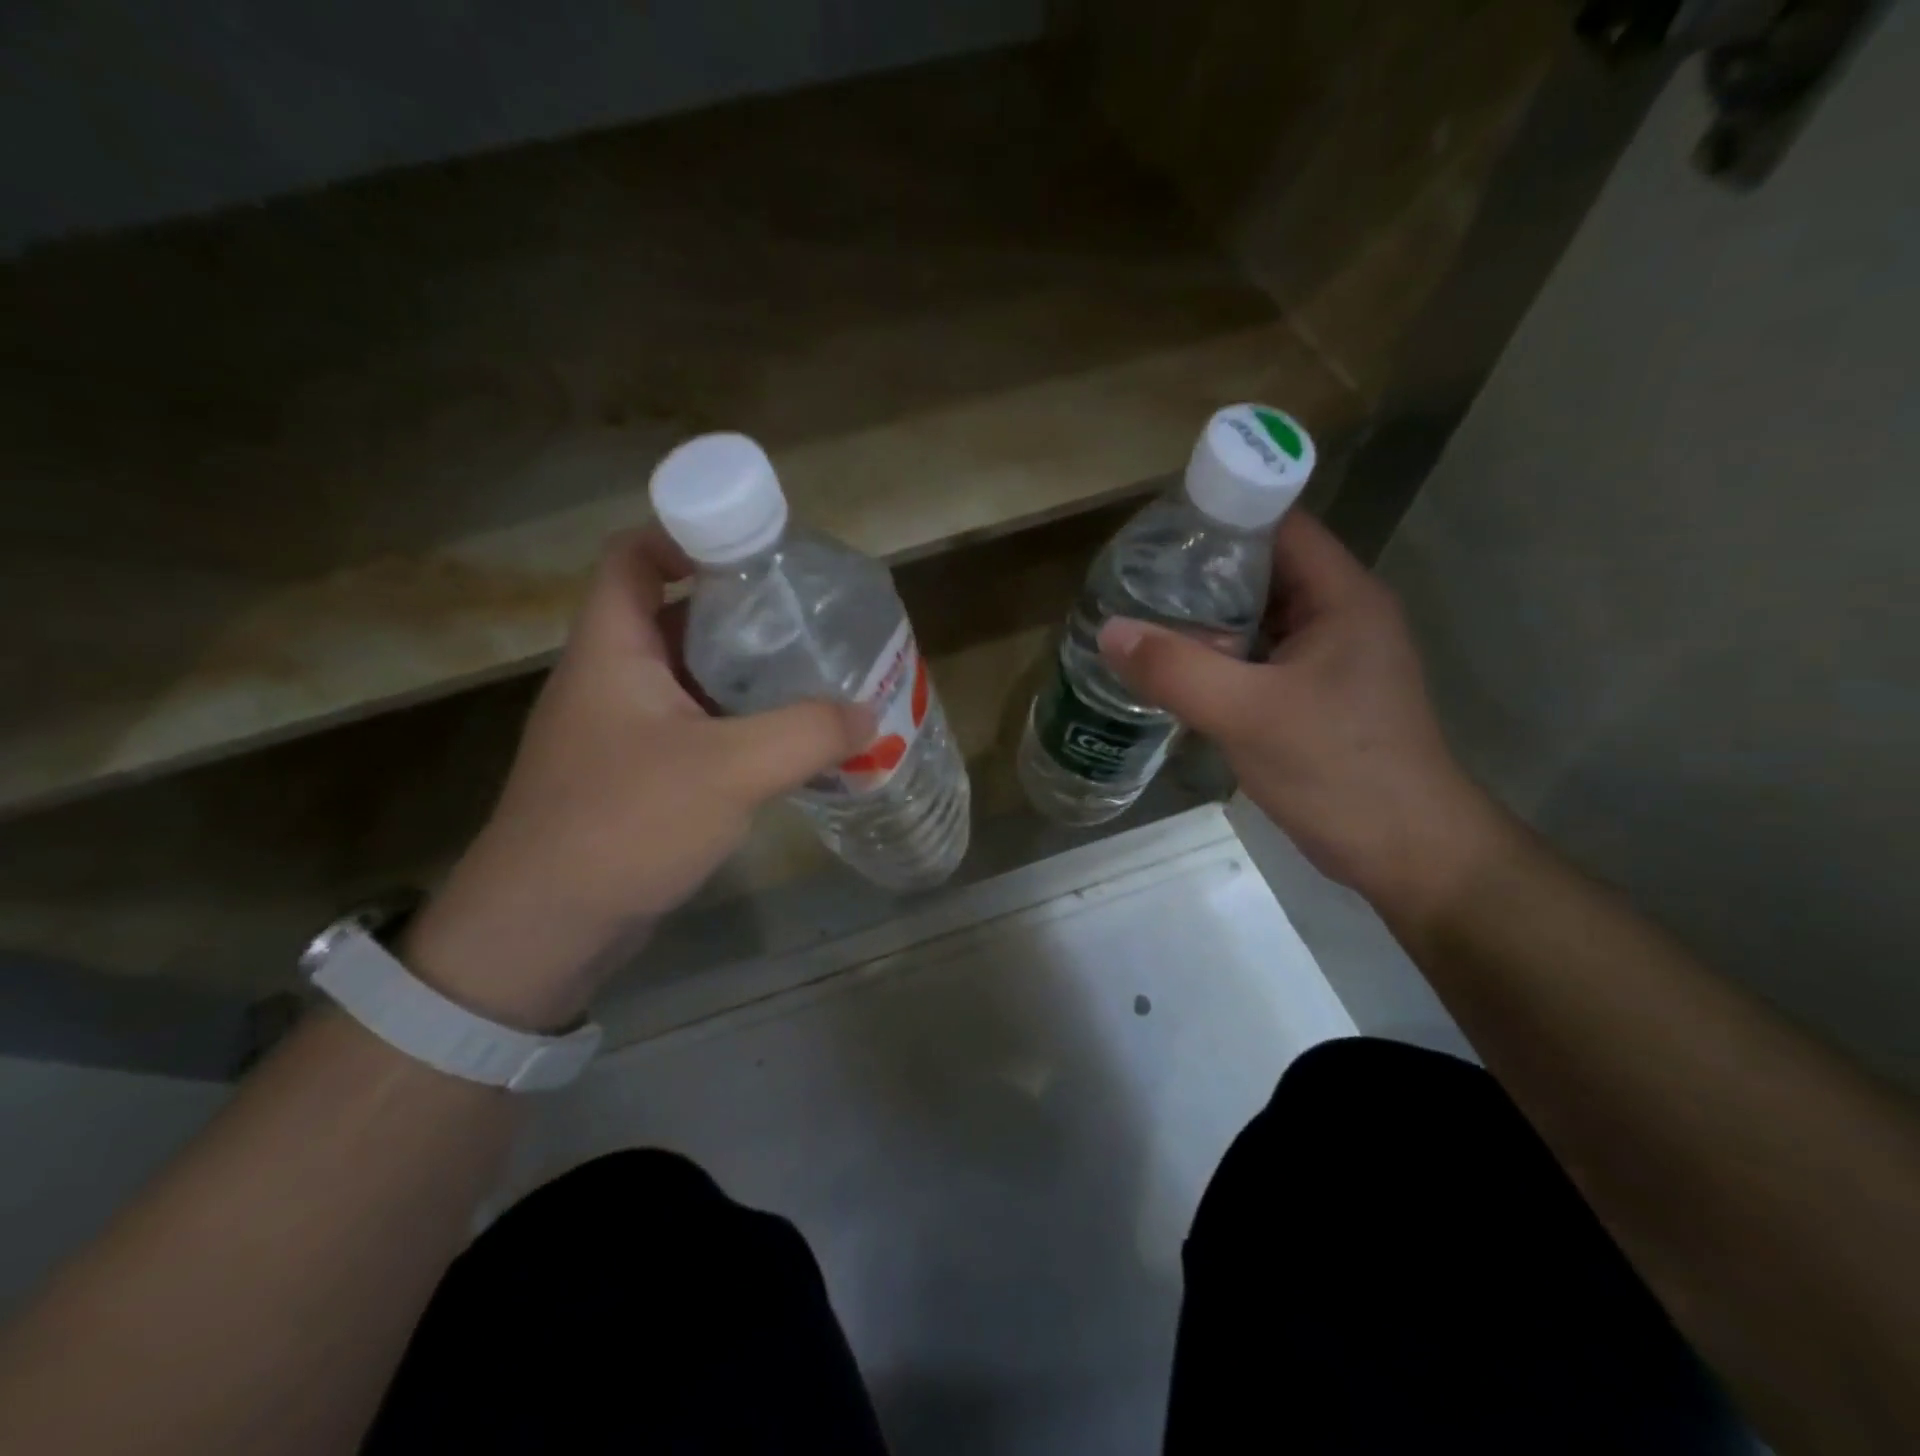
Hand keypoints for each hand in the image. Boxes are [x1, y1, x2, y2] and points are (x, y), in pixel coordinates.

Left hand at [402, 530, 869, 1029]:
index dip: (686, 535)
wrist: (544, 927)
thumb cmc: (623, 824)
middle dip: (739, 610)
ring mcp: (620, 731)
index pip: (634, 557)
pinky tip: (784, 743)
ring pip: (688, 677)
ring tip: (810, 675)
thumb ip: (806, 733)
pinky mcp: (635, 776)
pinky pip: (693, 727)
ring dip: (744, 673)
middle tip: (806, 619)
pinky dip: (736, 724)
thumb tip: (868, 715)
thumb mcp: (729, 770)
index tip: (756, 552)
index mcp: (613, 649)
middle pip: (673, 616)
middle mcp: (610, 678)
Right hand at [1097, 512, 1505, 930]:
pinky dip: (1217, 656)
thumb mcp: (1248, 714)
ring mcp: (1327, 659)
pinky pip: (1257, 658)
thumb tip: (1109, 631)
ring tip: (1142, 616)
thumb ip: (1176, 670)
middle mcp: (1338, 616)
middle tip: (1135, 577)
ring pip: (1258, 618)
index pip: (1279, 527)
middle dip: (1201, 571)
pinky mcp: (1313, 697)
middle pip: (1263, 570)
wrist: (1405, 852)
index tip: (1157, 530)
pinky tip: (1173, 668)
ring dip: (1206, 617)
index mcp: (1341, 597)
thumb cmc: (1338, 770)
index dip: (1221, 517)